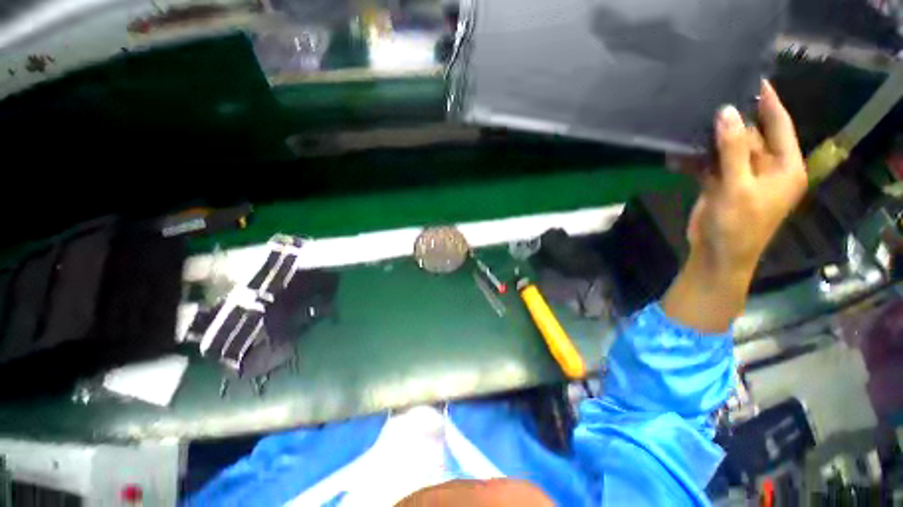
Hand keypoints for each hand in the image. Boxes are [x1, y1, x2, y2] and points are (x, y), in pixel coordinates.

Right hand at [688, 79, 807, 277]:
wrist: (716, 255)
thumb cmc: (739, 226)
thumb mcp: (739, 187)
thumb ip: (735, 150)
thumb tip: (727, 112)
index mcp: (784, 167)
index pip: (780, 125)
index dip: (769, 102)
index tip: (755, 78)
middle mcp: (765, 167)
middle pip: (750, 135)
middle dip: (730, 120)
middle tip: (710, 97)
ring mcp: (741, 176)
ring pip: (726, 149)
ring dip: (707, 141)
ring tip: (688, 123)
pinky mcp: (720, 184)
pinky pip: (708, 165)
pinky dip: (693, 160)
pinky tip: (675, 156)